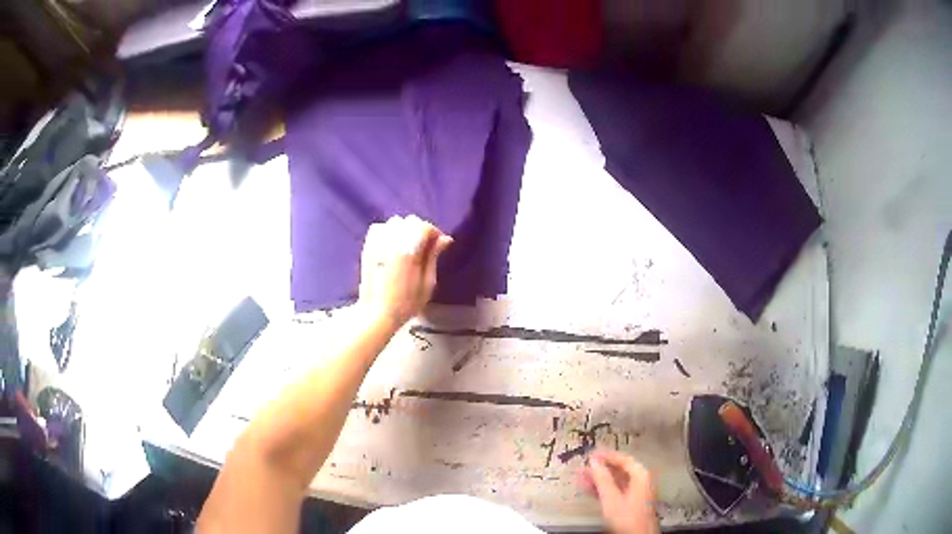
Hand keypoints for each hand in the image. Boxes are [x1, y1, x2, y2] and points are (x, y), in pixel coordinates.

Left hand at [358, 215, 451, 329]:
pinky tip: (393, 245)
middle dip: (421, 231)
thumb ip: (433, 257)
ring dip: (405, 230)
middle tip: (425, 248)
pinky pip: (380, 228)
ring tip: (409, 246)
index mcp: (408, 250)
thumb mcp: (428, 283)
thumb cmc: (407, 303)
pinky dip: (389, 232)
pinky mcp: (368, 246)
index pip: (425, 227)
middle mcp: (392, 241)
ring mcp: (377, 242)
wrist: (376, 312)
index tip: (439, 246)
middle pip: (410, 221)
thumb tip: (444, 239)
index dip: (435, 233)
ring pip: (395, 222)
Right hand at [580, 451, 658, 533]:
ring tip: (581, 478)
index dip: (607, 455)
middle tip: (583, 466)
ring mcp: (636, 493)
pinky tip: (590, 490)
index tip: (592, 453)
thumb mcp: (611, 498)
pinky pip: (616, 491)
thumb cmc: (627, 517)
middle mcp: (641, 481)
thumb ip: (602, 478)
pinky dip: (603, 489)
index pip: (624, 459)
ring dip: (599, 479)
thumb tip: (594, 461)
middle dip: (601, 468)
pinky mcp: (631, 504)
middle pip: (620, 470)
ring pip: (616, 481)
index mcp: (641, 476)